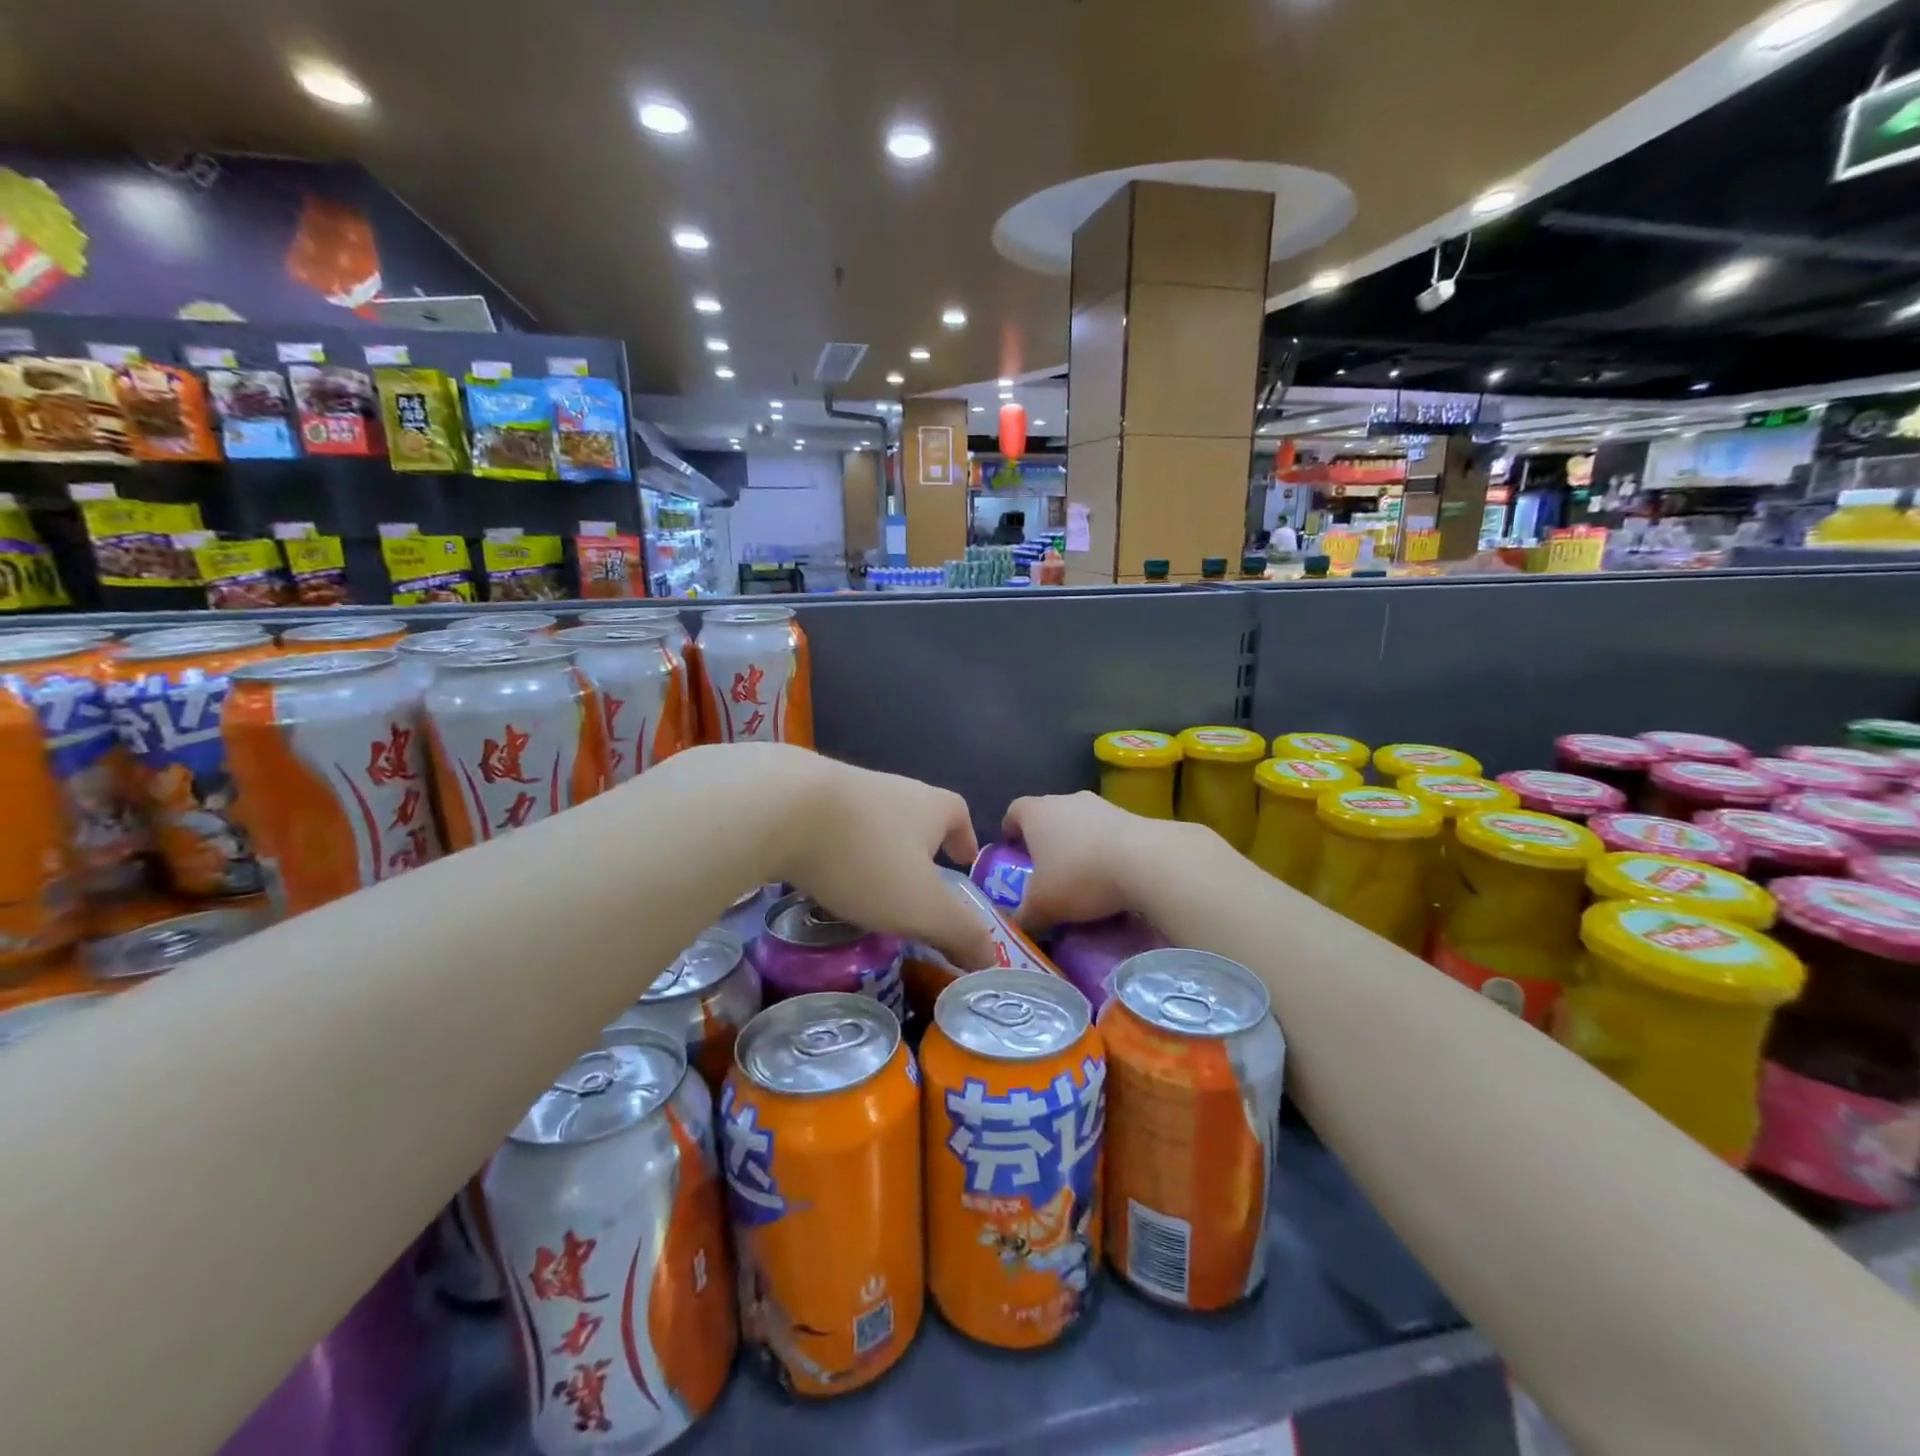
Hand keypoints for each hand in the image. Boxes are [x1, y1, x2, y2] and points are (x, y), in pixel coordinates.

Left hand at [769, 750, 997, 971]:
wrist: (780, 805)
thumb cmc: (866, 856)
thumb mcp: (921, 907)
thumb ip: (958, 933)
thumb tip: (991, 957)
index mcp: (928, 806)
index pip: (957, 814)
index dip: (964, 837)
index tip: (964, 859)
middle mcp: (890, 788)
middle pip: (914, 813)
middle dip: (917, 845)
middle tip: (914, 881)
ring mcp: (843, 788)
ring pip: (869, 819)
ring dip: (873, 846)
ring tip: (865, 883)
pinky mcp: (799, 795)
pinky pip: (827, 823)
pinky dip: (832, 846)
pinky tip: (818, 870)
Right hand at [1002, 791, 1189, 930]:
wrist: (1146, 861)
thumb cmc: (1080, 876)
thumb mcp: (1042, 906)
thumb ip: (1024, 917)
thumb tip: (1016, 926)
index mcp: (1036, 812)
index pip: (1014, 811)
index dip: (1010, 831)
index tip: (1013, 852)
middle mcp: (1065, 799)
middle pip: (1048, 816)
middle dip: (1045, 841)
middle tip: (1045, 872)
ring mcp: (1101, 804)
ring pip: (1080, 823)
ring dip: (1078, 845)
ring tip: (1082, 878)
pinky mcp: (1131, 815)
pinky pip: (1108, 833)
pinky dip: (1105, 850)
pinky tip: (1112, 878)